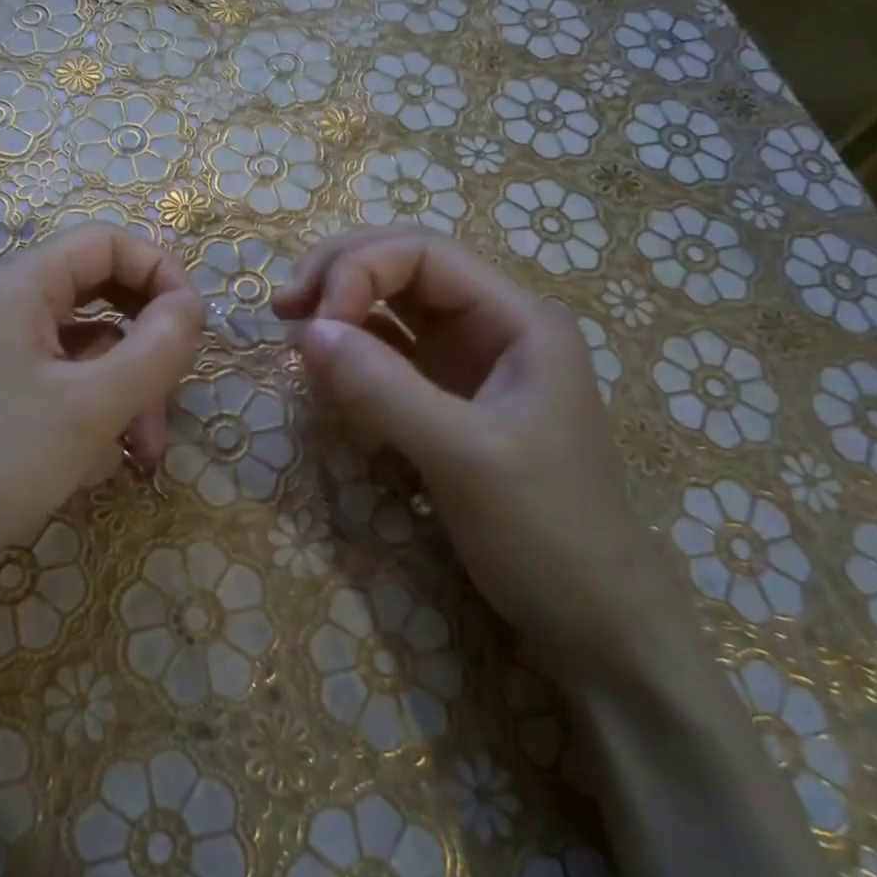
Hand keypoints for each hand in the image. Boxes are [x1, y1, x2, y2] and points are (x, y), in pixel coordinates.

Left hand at [0, 225, 203, 604]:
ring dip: (122, 399)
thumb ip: (156, 348)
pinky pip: (58, 392)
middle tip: (167, 407)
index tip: (194, 329)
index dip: (160, 273)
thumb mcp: (92, 406)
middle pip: (100, 302)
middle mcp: (3, 309)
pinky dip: (87, 422)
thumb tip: (192, 304)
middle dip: (144, 354)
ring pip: (84, 356)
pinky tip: (90, 472)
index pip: (106, 243)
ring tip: (137, 459)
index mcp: (19, 285)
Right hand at [275, 229, 679, 676]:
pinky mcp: (447, 404)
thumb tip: (306, 332)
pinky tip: (325, 374)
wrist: (594, 622)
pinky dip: (352, 356)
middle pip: (405, 269)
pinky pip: (389, 359)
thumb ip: (384, 389)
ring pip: (393, 312)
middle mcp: (493, 329)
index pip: (424, 254)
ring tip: (294, 335)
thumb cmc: (546, 533)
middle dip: (341, 277)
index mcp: (518, 320)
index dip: (358, 270)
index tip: (311, 324)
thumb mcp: (464, 458)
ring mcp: (469, 368)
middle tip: (283, 310)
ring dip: (341, 312)